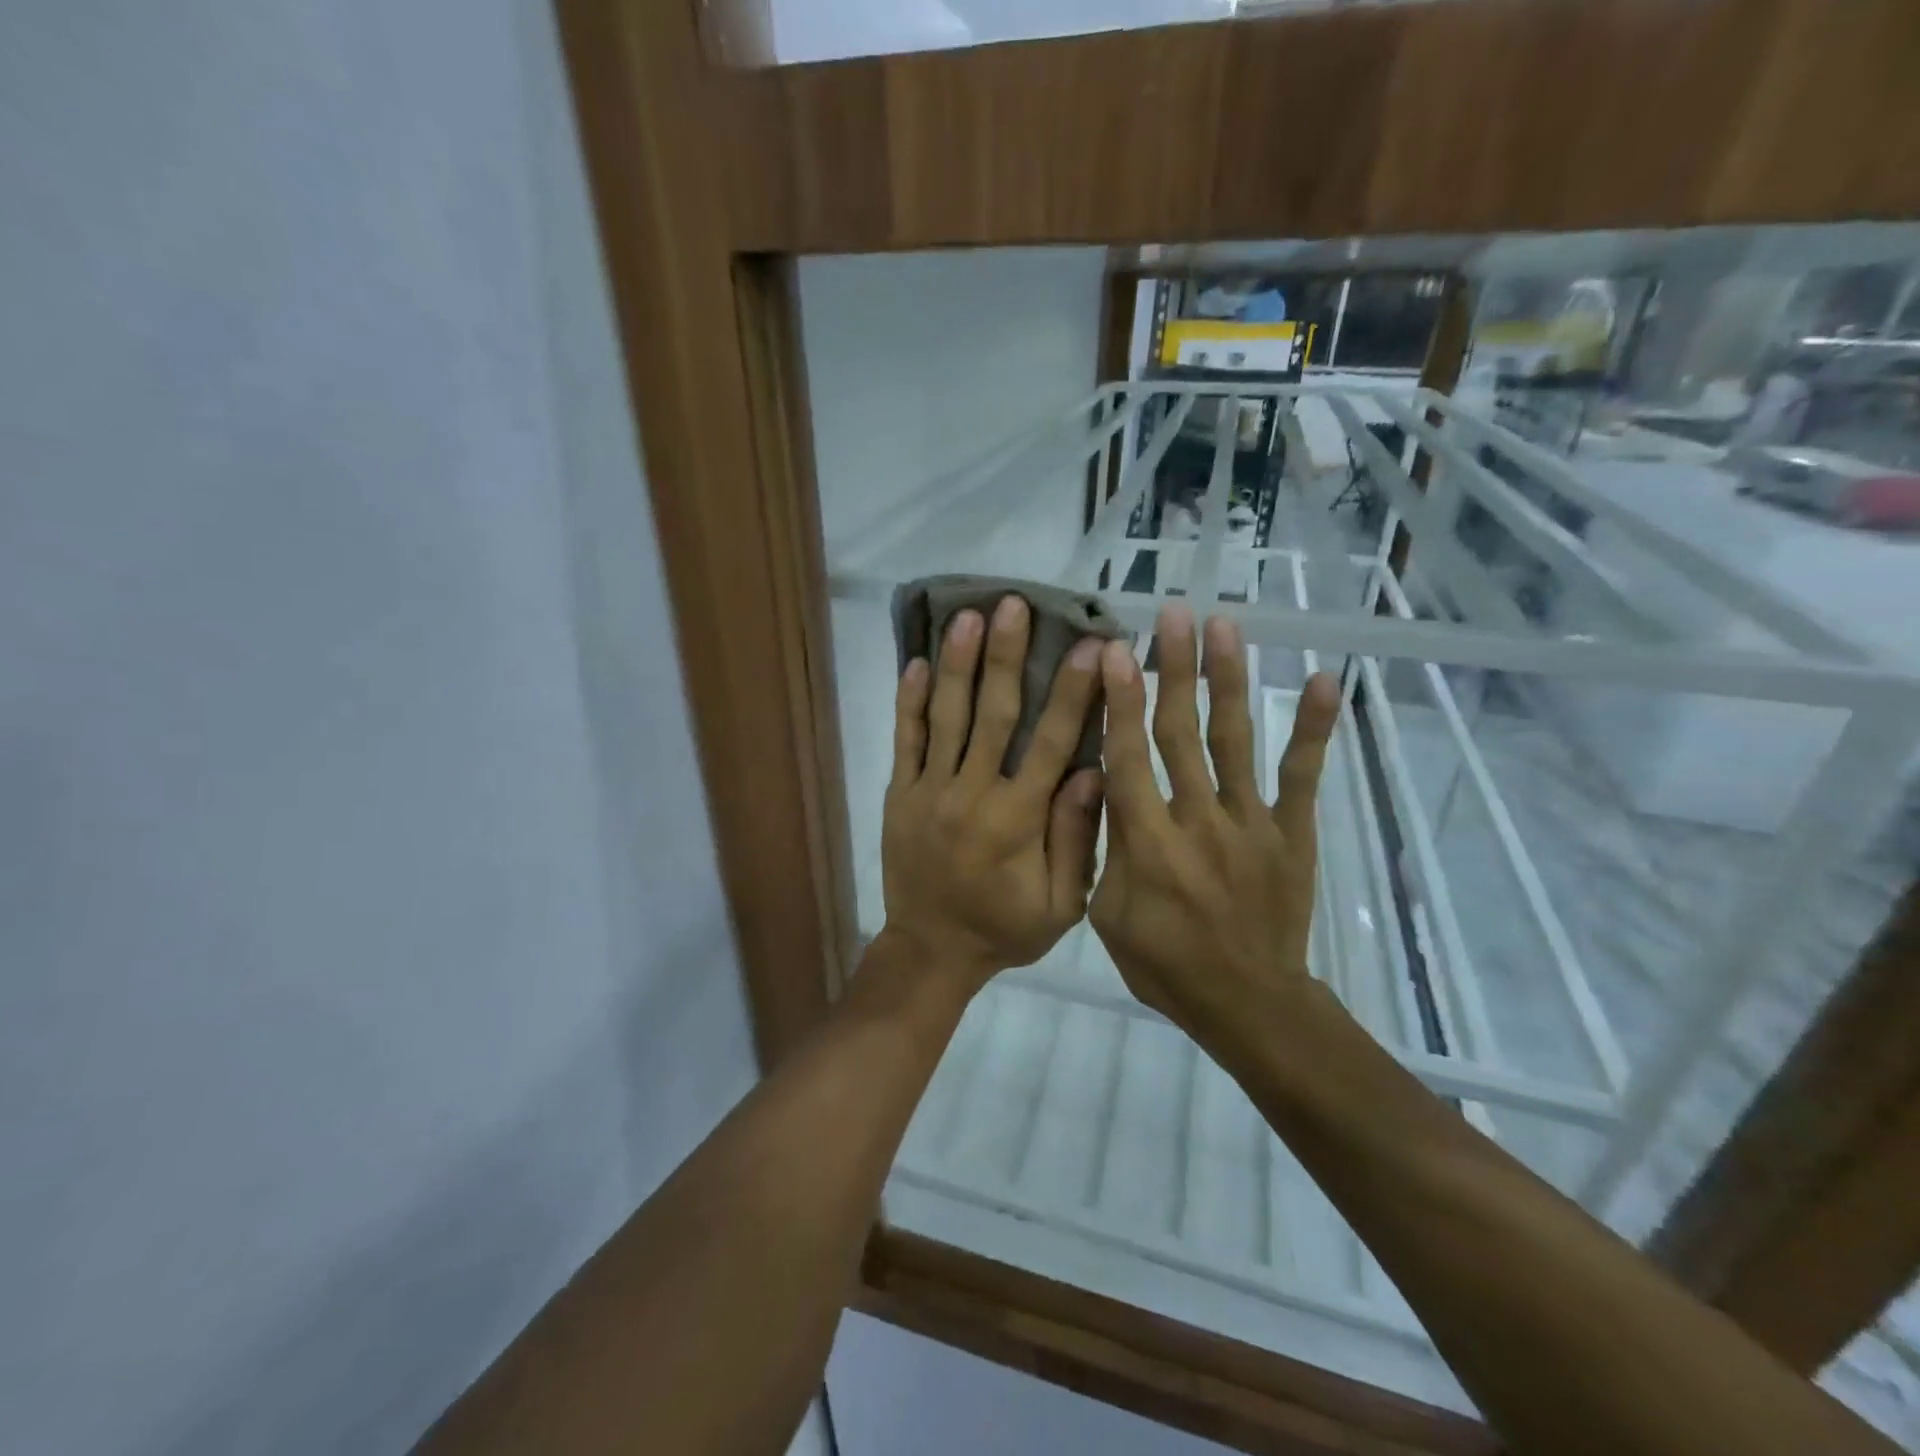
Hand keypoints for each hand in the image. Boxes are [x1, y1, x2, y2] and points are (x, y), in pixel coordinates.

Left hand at [880, 594, 1105, 993]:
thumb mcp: (1060, 904)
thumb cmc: (1003, 929)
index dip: (1072, 692)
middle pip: (992, 714)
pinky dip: (909, 701)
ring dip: (956, 663)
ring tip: (966, 615)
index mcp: (1017, 818)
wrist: (930, 951)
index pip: (1050, 742)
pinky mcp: (900, 794)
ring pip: (945, 717)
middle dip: (1005, 656)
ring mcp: (929, 791)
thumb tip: (1092, 772)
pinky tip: (914, 662)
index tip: (1091, 646)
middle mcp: (971, 793)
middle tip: (1014, 605)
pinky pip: (904, 741)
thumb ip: (1076, 839)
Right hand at [1089, 604, 1339, 1042]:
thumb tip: (1098, 787)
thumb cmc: (1164, 963)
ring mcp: (1250, 823)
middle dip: (1174, 669)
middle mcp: (1197, 820)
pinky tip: (1325, 681)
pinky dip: (1314, 728)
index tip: (1114, 650)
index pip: (1127, 757)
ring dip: (1229, 680)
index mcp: (1147, 842)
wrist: (1247, 1003)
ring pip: (1235, 740)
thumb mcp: (1107, 914)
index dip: (1119, 701)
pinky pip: (1303, 775)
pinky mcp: (1291, 832)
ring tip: (1225, 627)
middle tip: (1171, 614)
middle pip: (1181, 733)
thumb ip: (1104, 848)